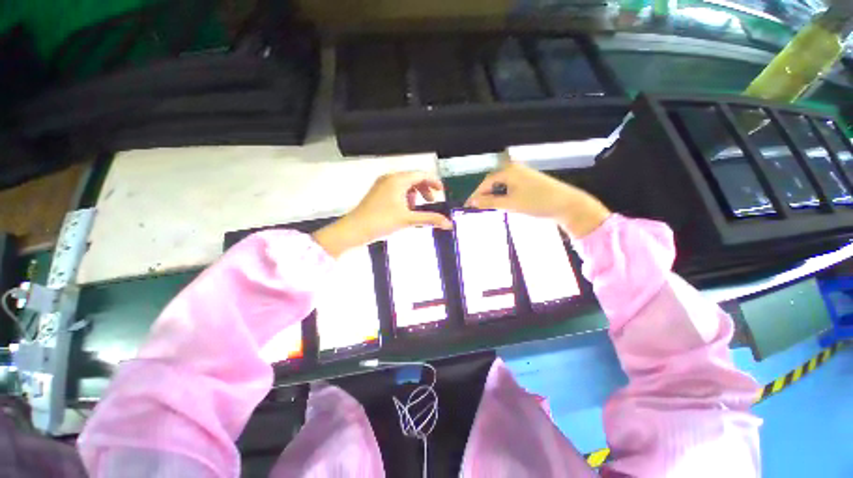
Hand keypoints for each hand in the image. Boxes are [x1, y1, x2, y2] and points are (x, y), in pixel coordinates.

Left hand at [313, 171, 452, 256]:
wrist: (354, 230)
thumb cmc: (381, 221)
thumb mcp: (408, 219)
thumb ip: (430, 219)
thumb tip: (449, 224)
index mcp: (398, 180)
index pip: (421, 175)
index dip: (434, 182)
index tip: (442, 192)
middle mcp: (389, 178)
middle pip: (413, 179)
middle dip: (424, 190)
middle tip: (431, 202)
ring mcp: (382, 185)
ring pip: (404, 185)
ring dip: (414, 194)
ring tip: (416, 208)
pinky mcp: (377, 193)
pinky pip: (396, 190)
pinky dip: (405, 197)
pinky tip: (404, 210)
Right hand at [465, 161, 610, 237]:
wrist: (567, 205)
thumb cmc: (537, 202)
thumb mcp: (510, 204)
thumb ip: (489, 202)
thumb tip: (471, 202)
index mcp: (508, 171)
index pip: (485, 183)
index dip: (476, 195)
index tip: (468, 206)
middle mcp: (514, 168)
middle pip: (493, 182)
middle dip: (484, 196)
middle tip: (476, 209)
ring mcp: (522, 174)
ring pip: (501, 186)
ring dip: (493, 196)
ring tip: (487, 208)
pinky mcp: (528, 181)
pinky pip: (510, 187)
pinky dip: (503, 196)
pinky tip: (502, 204)